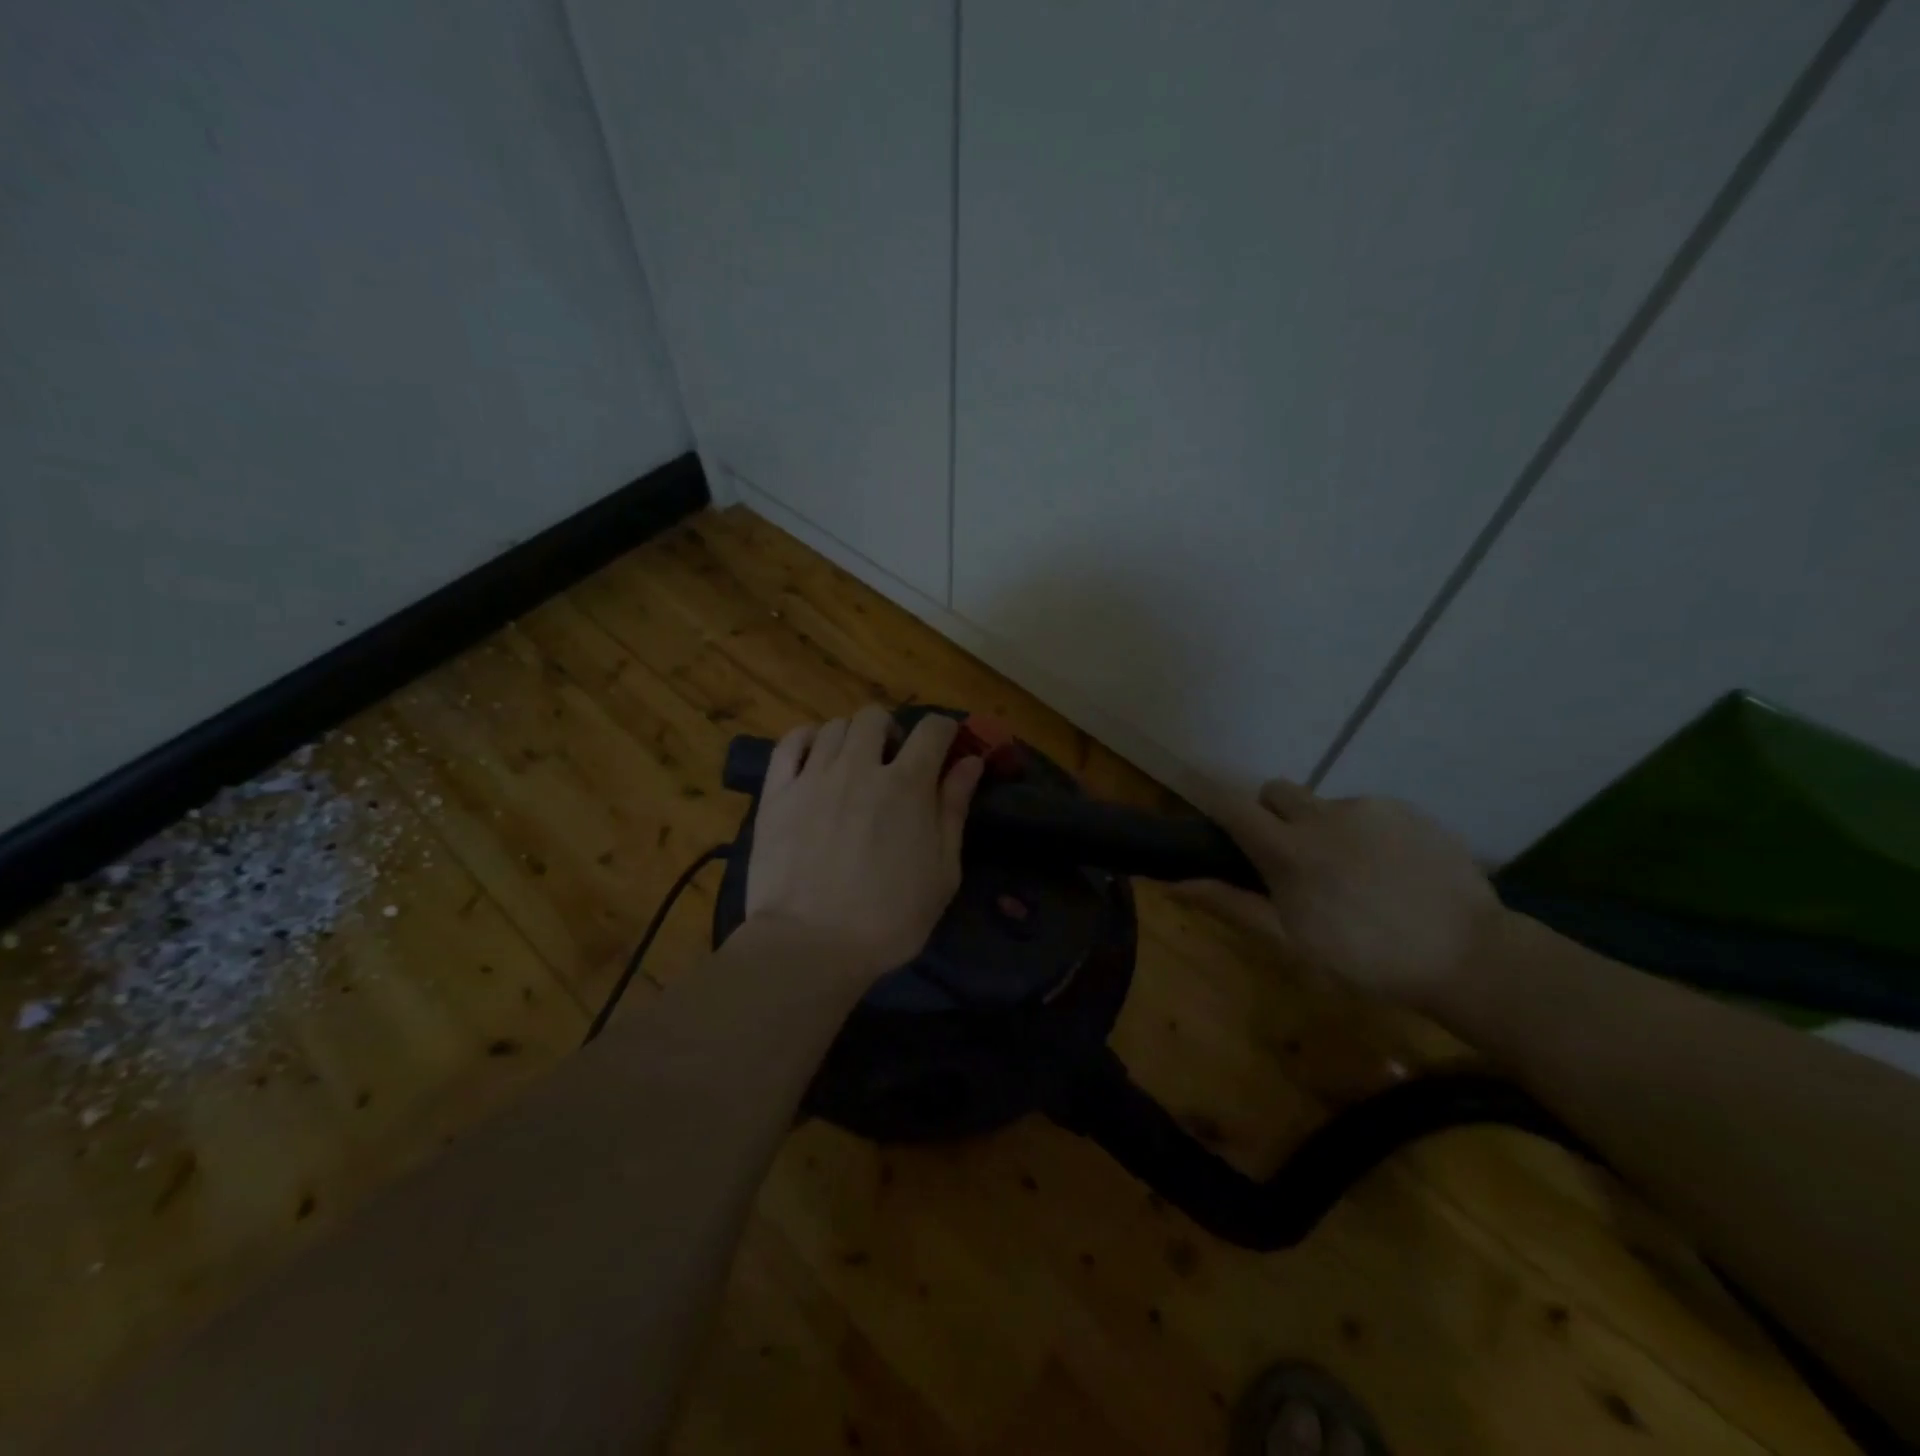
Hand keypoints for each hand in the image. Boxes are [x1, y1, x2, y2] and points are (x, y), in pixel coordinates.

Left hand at [745, 706, 984, 984]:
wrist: (811, 945)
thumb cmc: (889, 918)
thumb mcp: (942, 871)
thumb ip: (954, 809)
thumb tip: (970, 762)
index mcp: (907, 784)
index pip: (932, 729)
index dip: (944, 730)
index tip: (945, 746)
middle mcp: (860, 767)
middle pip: (876, 717)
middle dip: (891, 732)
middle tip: (891, 763)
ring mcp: (814, 777)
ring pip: (834, 726)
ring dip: (851, 738)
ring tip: (851, 767)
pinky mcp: (777, 792)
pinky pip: (790, 743)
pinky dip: (807, 741)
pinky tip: (814, 760)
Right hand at [1184, 778, 1502, 1011]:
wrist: (1468, 957)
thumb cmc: (1366, 961)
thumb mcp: (1290, 941)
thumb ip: (1232, 904)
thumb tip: (1174, 882)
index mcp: (1288, 850)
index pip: (1233, 806)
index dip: (1220, 810)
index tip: (1222, 829)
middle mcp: (1322, 816)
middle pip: (1275, 791)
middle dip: (1272, 815)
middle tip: (1293, 858)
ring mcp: (1368, 809)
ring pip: (1324, 803)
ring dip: (1322, 828)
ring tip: (1353, 874)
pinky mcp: (1407, 810)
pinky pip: (1367, 810)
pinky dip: (1364, 832)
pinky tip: (1389, 871)